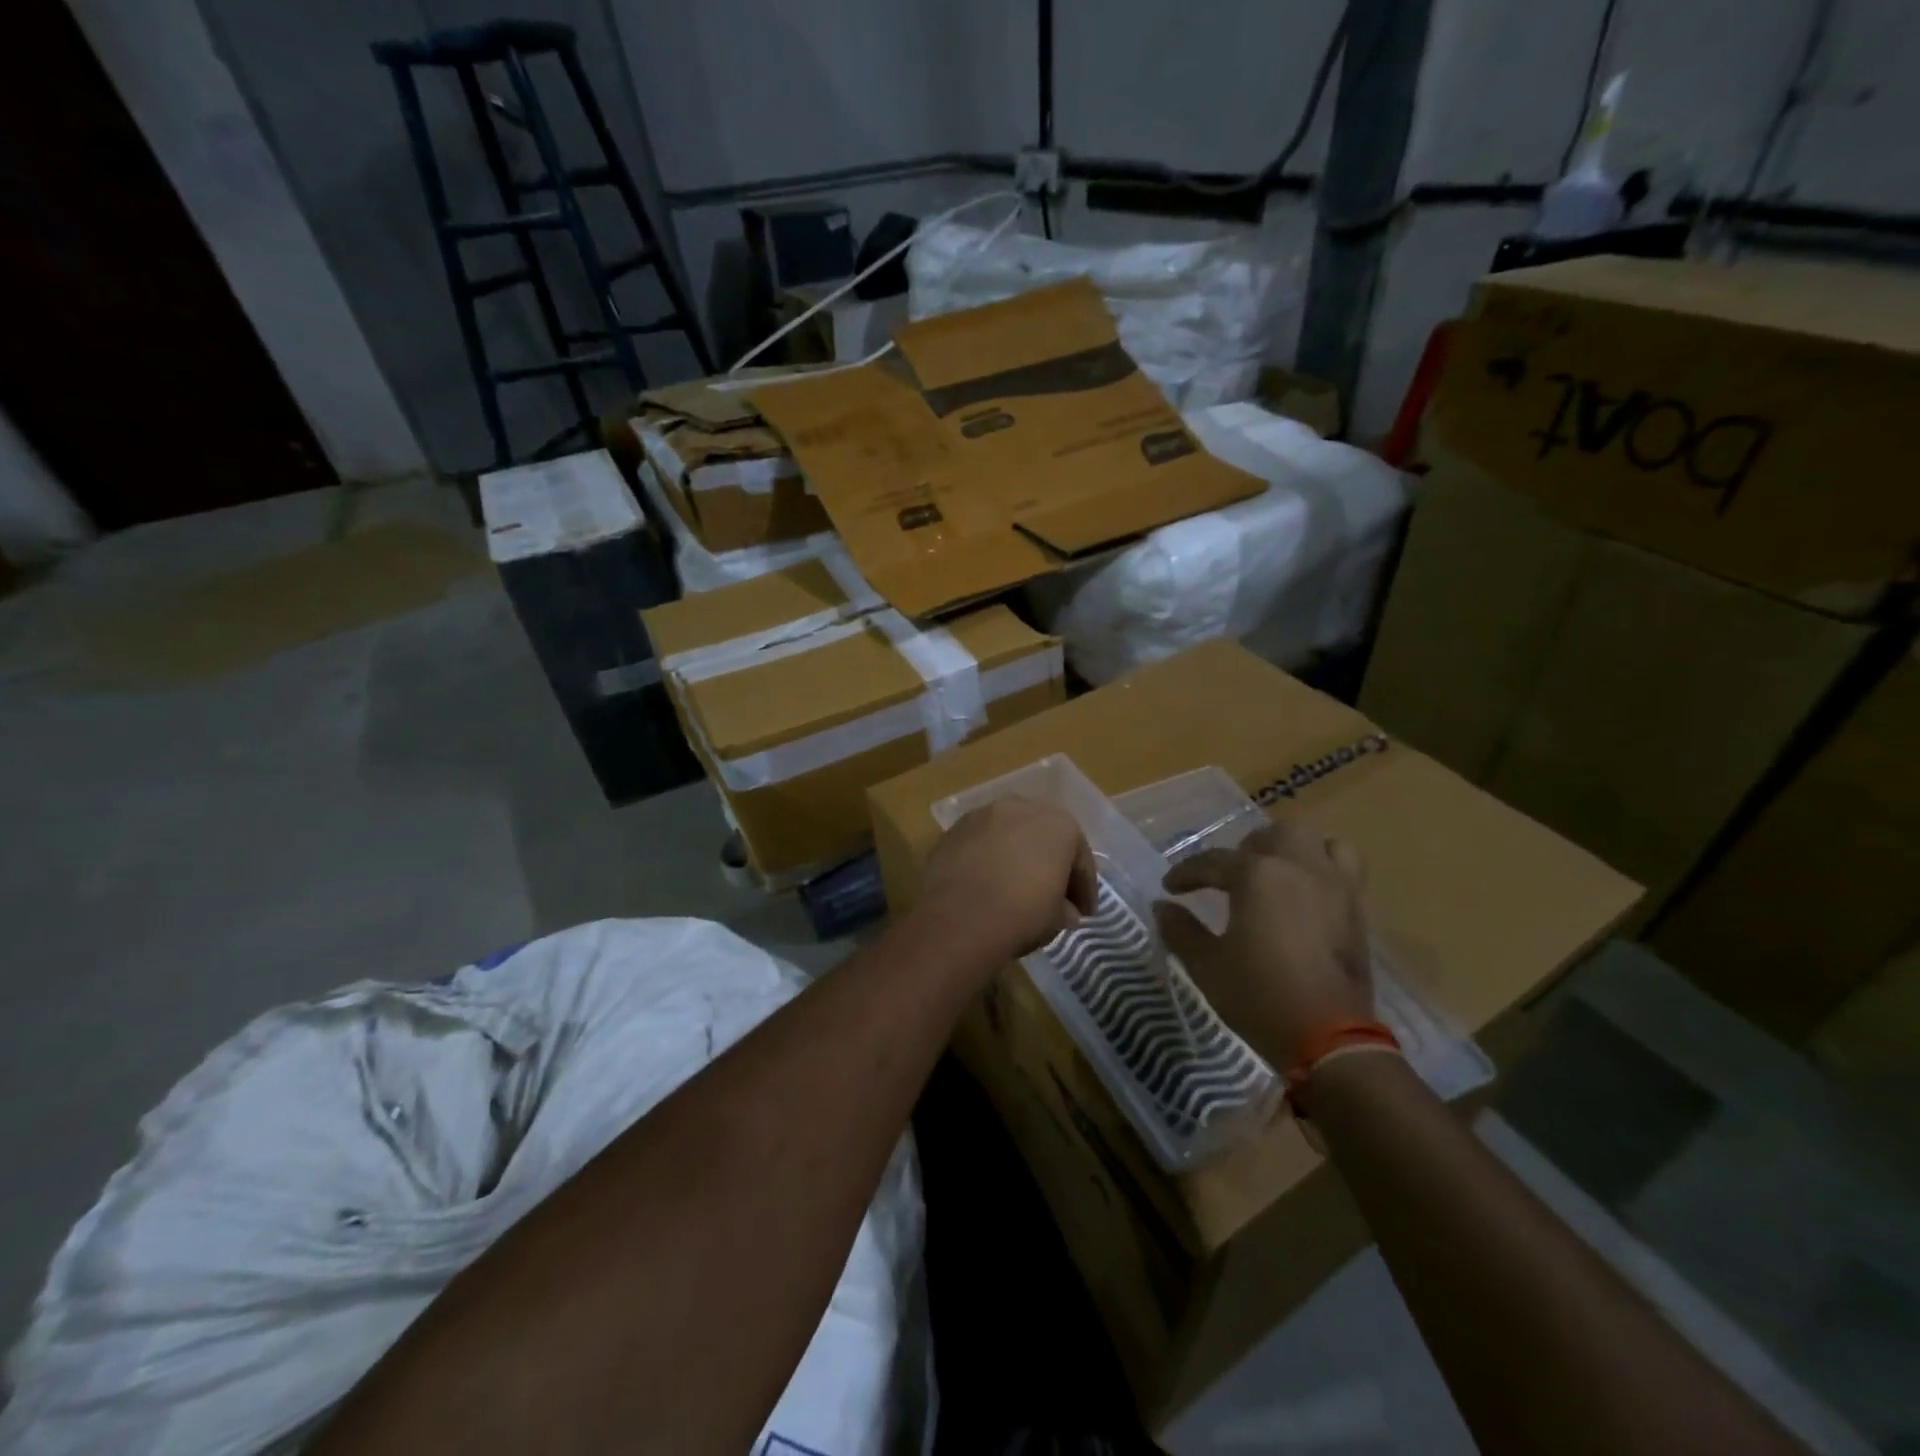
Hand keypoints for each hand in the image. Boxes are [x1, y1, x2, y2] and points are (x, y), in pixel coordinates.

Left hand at [921, 798, 1096, 960]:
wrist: (958, 918)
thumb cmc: (1021, 914)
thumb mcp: (1057, 920)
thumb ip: (1065, 908)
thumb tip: (1064, 910)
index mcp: (1060, 825)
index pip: (1079, 858)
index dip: (1084, 888)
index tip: (1084, 913)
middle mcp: (1023, 807)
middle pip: (1044, 836)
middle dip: (1051, 862)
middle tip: (1053, 894)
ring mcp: (984, 814)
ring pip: (1010, 833)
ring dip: (1017, 854)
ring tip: (1016, 884)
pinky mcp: (954, 828)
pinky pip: (982, 842)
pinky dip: (989, 857)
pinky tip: (987, 881)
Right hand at [1153, 820, 1372, 1069]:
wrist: (1329, 1039)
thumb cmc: (1259, 996)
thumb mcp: (1207, 965)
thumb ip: (1181, 929)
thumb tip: (1162, 906)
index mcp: (1258, 875)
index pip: (1213, 861)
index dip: (1187, 873)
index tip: (1170, 887)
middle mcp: (1299, 868)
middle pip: (1273, 835)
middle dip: (1247, 849)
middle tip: (1229, 876)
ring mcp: (1335, 887)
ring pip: (1318, 843)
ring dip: (1293, 850)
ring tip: (1276, 874)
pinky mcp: (1357, 911)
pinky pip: (1344, 870)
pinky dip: (1323, 870)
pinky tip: (1305, 897)